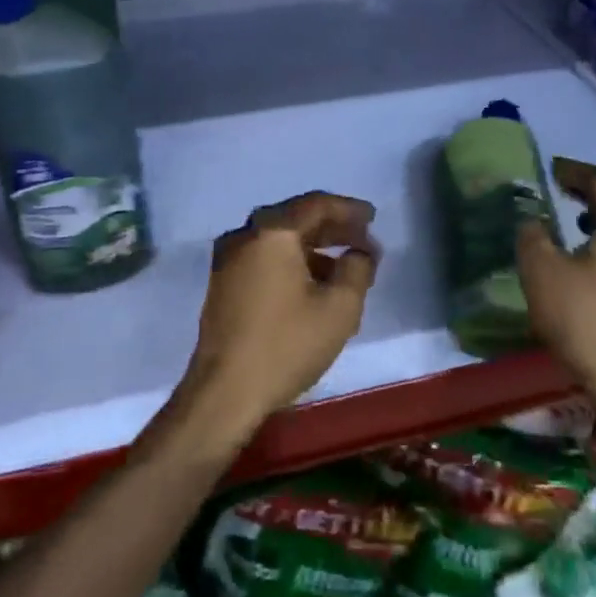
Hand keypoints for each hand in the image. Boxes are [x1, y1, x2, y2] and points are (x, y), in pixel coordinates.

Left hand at [178, 191, 379, 446]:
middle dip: (332, 228)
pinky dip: (291, 262)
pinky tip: (313, 285)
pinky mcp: (223, 283)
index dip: (348, 209)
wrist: (225, 391)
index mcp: (272, 232)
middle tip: (363, 240)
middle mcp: (245, 236)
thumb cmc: (286, 345)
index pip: (316, 205)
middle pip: (295, 219)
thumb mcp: (339, 308)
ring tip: (345, 267)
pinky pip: (264, 258)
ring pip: (278, 241)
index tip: (372, 218)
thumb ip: (357, 269)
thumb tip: (360, 252)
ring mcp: (228, 259)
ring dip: (313, 248)